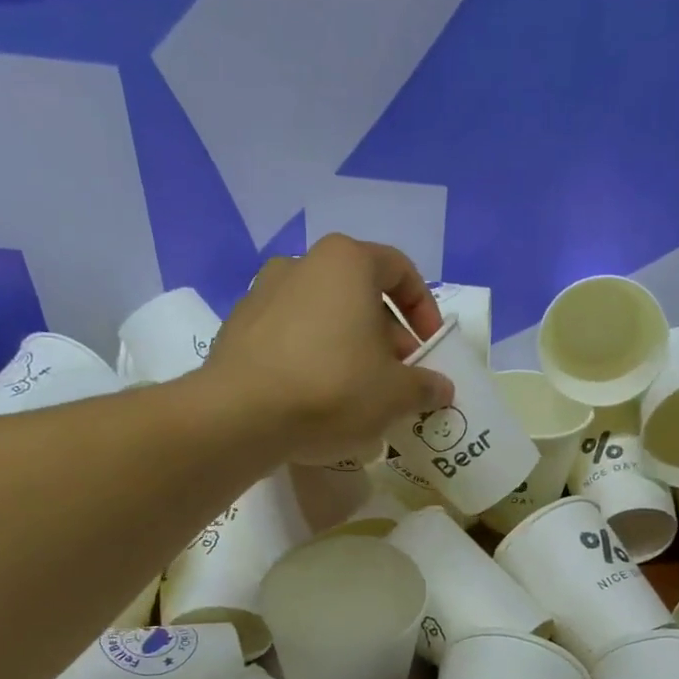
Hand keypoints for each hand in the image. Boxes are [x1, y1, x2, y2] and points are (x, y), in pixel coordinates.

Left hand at [207, 235, 454, 465]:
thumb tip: (440, 387)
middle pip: (360, 294)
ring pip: (324, 316)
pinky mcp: (238, 328)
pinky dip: (313, 358)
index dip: (424, 309)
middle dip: (387, 336)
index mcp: (347, 262)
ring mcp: (262, 293)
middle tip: (399, 378)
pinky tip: (318, 398)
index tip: (430, 348)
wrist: (240, 416)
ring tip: (360, 392)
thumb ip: (425, 386)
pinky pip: (291, 337)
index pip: (400, 270)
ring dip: (350, 347)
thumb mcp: (396, 394)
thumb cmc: (333, 389)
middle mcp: (302, 264)